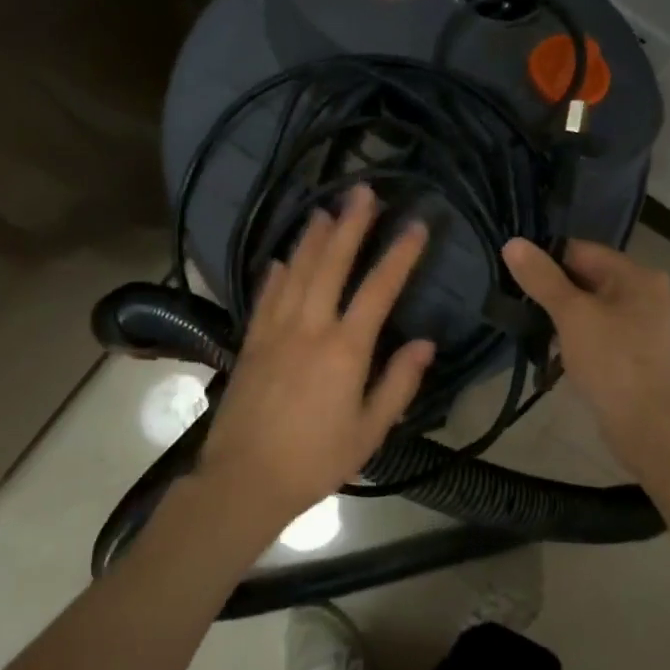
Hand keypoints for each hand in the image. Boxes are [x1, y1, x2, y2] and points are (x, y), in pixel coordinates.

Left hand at [198, 186, 434, 529]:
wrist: (245, 479)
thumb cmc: (316, 459)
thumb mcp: (370, 430)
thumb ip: (399, 383)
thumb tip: (425, 343)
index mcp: (345, 349)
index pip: (379, 289)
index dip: (400, 254)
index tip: (417, 225)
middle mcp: (309, 328)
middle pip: (332, 264)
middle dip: (351, 225)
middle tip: (363, 190)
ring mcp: (275, 331)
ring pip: (296, 271)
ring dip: (313, 238)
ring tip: (326, 208)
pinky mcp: (252, 342)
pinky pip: (266, 297)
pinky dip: (277, 273)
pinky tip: (283, 257)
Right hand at [502, 237, 669, 477]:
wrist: (647, 424)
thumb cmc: (611, 361)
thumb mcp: (572, 314)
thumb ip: (542, 278)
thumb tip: (513, 243)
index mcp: (636, 275)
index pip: (581, 250)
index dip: (546, 260)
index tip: (514, 276)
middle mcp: (644, 293)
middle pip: (585, 278)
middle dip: (551, 291)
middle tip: (516, 302)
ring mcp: (640, 324)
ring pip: (588, 307)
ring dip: (560, 316)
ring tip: (528, 326)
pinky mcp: (631, 352)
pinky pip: (595, 332)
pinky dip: (573, 336)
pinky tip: (550, 351)